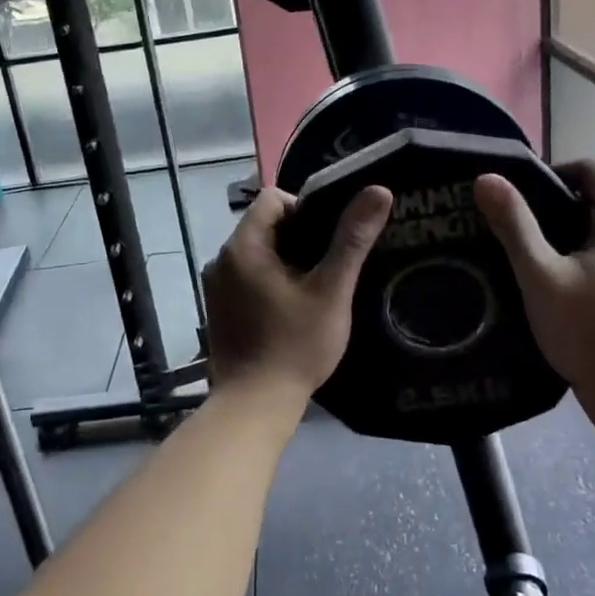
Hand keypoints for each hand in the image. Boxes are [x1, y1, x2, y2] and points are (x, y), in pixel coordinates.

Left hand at [204, 184, 392, 401]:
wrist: (255, 404)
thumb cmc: (295, 345)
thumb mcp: (331, 290)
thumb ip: (352, 239)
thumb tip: (379, 190)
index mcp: (242, 246)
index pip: (272, 199)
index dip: (305, 208)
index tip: (329, 238)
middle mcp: (221, 259)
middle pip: (264, 225)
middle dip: (298, 237)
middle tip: (330, 264)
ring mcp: (215, 286)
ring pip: (256, 253)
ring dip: (285, 261)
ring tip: (316, 286)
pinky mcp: (218, 308)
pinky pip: (246, 277)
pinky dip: (269, 281)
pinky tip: (292, 307)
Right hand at [474, 161, 594, 420]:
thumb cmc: (587, 332)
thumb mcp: (540, 276)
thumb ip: (514, 225)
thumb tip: (486, 178)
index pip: (592, 172)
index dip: (551, 173)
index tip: (517, 197)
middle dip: (554, 207)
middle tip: (514, 227)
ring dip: (567, 235)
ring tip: (528, 255)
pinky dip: (582, 258)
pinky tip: (555, 283)